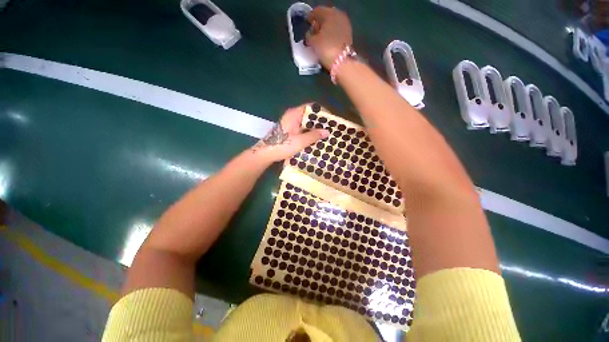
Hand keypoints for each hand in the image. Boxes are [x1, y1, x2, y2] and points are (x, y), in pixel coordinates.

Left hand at [251, 104, 328, 162]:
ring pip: (306, 122)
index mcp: (294, 114)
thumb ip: (313, 135)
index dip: (322, 112)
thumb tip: (327, 132)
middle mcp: (293, 116)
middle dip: (320, 121)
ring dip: (315, 128)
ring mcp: (291, 123)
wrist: (266, 154)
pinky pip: (303, 128)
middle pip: (310, 114)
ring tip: (326, 134)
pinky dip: (309, 132)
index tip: (331, 120)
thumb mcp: (300, 141)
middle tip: (330, 129)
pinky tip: (316, 139)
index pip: (311, 107)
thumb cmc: (282, 146)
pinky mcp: (290, 130)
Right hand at [306, 6, 352, 69]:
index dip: (310, 17)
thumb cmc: (326, 49)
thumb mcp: (313, 42)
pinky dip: (331, 35)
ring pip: (332, 24)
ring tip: (319, 39)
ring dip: (326, 30)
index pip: (317, 11)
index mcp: (329, 14)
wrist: (342, 62)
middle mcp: (339, 16)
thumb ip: (309, 36)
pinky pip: (337, 32)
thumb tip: (309, 34)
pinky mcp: (348, 36)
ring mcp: (345, 25)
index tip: (307, 23)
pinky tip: (327, 42)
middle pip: (326, 17)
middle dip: (319, 23)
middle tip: (313, 31)